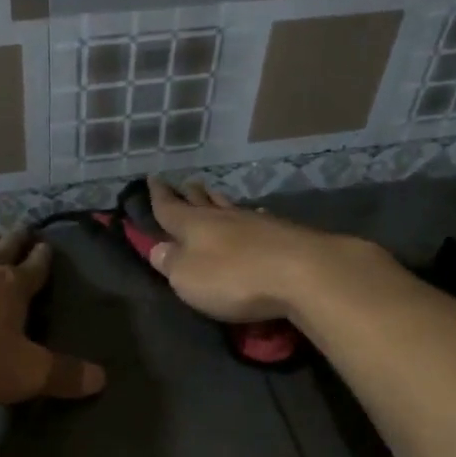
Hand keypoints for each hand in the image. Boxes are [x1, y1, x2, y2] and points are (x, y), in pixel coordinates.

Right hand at [146, 177, 363, 323]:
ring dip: (217, 198)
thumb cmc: (234, 278)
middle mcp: (223, 217)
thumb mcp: (189, 277)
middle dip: (189, 193)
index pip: (169, 207)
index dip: (158, 196)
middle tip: (183, 182)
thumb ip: (172, 263)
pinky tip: (253, 213)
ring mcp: (256, 222)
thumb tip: (158, 248)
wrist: (303, 273)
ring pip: (229, 206)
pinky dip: (248, 214)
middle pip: (201, 201)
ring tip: (210, 191)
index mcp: (194, 226)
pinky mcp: (283, 233)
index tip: (152, 178)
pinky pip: (256, 218)